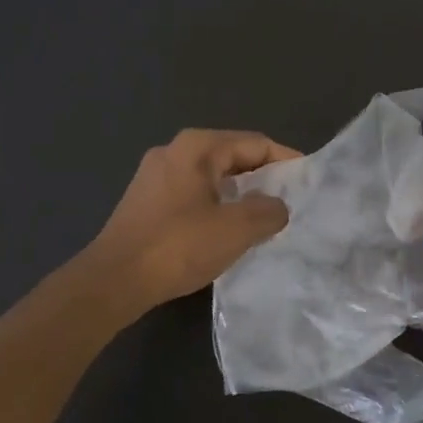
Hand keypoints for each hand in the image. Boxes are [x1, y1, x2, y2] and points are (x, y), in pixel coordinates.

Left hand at [87, 129, 299, 312]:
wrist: (114, 279)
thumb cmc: (178, 246)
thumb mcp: (236, 229)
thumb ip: (268, 212)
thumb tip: (277, 207)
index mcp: (197, 147)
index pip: (255, 143)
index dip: (286, 160)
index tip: (308, 182)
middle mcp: (174, 152)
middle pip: (232, 157)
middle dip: (263, 179)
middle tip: (290, 203)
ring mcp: (154, 177)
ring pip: (211, 179)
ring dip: (239, 196)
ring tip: (263, 220)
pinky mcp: (145, 202)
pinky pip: (192, 195)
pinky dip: (215, 207)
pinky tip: (225, 233)